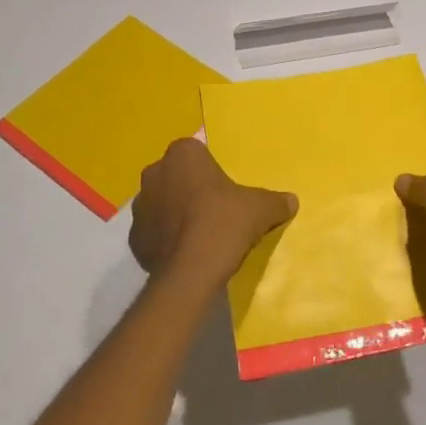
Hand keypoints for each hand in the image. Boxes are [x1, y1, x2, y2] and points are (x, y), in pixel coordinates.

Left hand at [130, 139, 295, 290]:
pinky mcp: (134, 238)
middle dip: (190, 188)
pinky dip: (165, 239)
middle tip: (214, 209)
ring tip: (199, 234)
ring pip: (161, 203)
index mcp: (182, 154)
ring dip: (174, 213)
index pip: (196, 152)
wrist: (191, 272)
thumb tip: (291, 201)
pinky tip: (184, 252)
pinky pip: (153, 232)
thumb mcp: (260, 208)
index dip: (210, 170)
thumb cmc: (224, 224)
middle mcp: (155, 172)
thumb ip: (276, 201)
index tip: (225, 189)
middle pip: (176, 175)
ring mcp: (140, 206)